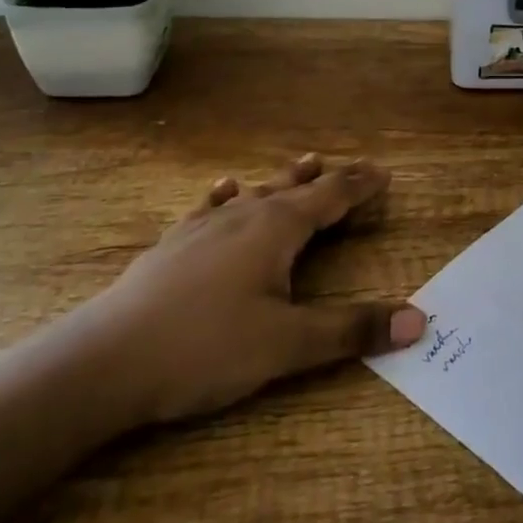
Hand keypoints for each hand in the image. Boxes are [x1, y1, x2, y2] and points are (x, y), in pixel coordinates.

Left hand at [72, 154, 426, 427]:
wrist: (103, 361)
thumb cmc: (205, 348)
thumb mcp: (287, 345)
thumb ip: (351, 330)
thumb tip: (418, 321)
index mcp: (278, 228)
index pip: (332, 197)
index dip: (360, 186)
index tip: (384, 174)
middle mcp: (245, 215)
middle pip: (297, 189)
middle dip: (330, 180)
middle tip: (354, 168)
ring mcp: (205, 227)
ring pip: (256, 193)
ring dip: (284, 180)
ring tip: (304, 162)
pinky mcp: (173, 245)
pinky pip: (209, 209)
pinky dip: (226, 197)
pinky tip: (224, 191)